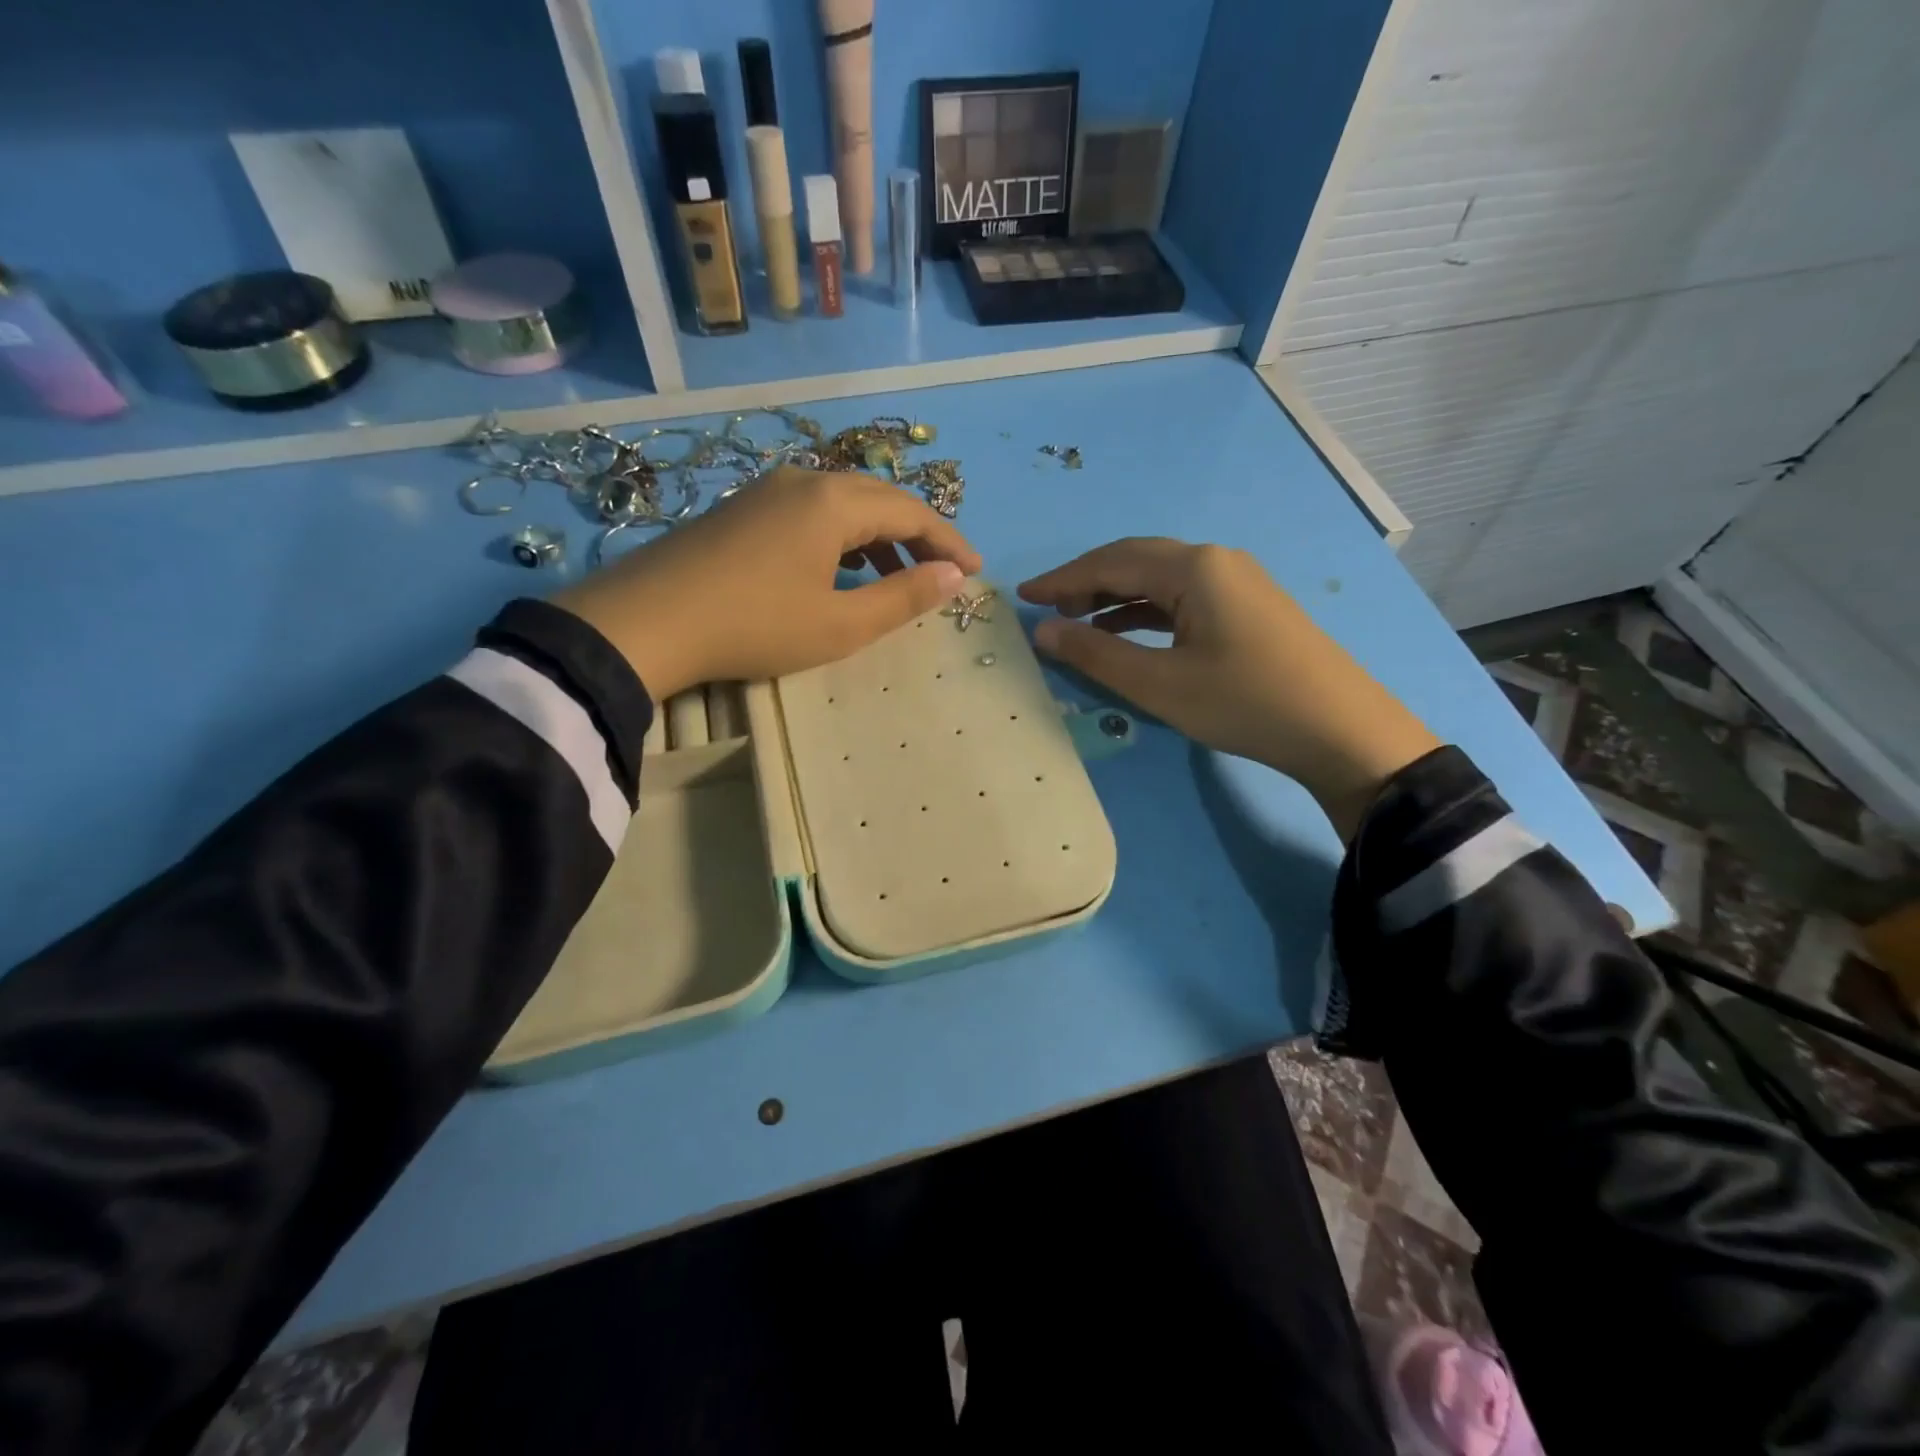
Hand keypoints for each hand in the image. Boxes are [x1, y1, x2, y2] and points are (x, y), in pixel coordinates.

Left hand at [554, 467, 981, 700]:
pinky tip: (839, 568)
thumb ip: (903, 597)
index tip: (975, 571)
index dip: (949, 541)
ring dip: (879, 534)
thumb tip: (955, 576)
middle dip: (918, 534)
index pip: (911, 511)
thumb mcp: (840, 625)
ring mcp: (767, 491)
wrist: (647, 622)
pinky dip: (841, 537)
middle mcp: (805, 481)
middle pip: (879, 498)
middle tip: (943, 571)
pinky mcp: (742, 509)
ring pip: (842, 503)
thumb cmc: (756, 626)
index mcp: (835, 502)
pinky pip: (811, 512)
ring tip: (897, 572)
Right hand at [1019, 539, 1438, 839]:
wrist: (1341, 730)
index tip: (1023, 595)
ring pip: (1160, 579)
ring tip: (1078, 622)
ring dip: (1115, 597)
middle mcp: (1215, 561)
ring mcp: (1236, 581)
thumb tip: (1043, 630)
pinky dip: (1146, 612)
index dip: (1062, 579)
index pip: (1111, 562)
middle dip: (1086, 582)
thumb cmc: (1244, 703)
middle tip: (1048, 608)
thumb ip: (1096, 655)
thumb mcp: (1160, 684)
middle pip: (1135, 561)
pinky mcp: (1247, 606)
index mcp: (1193, 568)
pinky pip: (1182, 598)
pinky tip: (1127, 633)